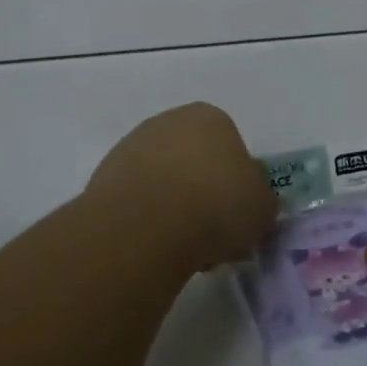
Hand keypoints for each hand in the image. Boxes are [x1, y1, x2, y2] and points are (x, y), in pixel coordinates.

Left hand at [85, 102, 277, 272]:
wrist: (147, 226)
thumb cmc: (216, 205)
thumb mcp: (263, 205)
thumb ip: (261, 196)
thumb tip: (252, 195)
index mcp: (210, 117)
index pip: (230, 147)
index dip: (236, 183)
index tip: (236, 215)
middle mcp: (168, 122)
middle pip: (194, 161)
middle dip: (202, 194)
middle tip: (212, 234)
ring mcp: (131, 146)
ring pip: (164, 181)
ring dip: (174, 208)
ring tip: (183, 248)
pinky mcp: (103, 177)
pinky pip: (137, 200)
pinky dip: (147, 220)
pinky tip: (154, 247)